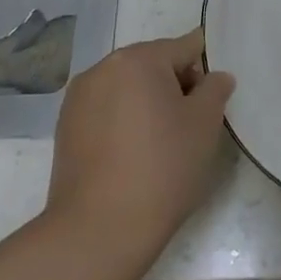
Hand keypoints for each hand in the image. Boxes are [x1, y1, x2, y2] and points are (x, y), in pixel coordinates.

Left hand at [43, 29, 234, 279]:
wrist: (98, 232)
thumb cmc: (161, 168)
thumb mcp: (205, 125)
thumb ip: (215, 89)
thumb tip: (215, 77)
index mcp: (138, 59)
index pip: (186, 47)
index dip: (205, 73)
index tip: (211, 105)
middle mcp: (102, 68)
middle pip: (153, 65)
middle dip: (175, 87)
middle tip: (190, 129)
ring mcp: (78, 99)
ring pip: (128, 88)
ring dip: (148, 105)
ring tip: (161, 146)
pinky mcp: (65, 129)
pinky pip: (106, 111)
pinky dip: (123, 123)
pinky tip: (133, 157)